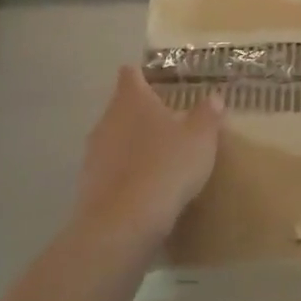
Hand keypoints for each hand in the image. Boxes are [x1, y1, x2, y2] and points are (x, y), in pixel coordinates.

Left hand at [73, 67, 222, 250]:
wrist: (122, 226)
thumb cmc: (165, 167)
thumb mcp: (200, 138)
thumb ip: (207, 115)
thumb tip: (212, 98)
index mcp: (131, 100)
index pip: (131, 74)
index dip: (144, 75)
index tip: (160, 81)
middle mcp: (107, 120)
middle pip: (122, 107)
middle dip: (143, 113)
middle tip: (171, 122)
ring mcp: (93, 154)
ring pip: (115, 139)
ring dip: (134, 145)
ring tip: (160, 158)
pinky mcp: (87, 187)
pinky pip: (110, 171)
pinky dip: (126, 174)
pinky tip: (146, 189)